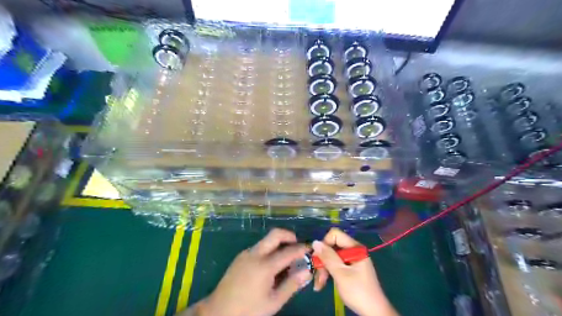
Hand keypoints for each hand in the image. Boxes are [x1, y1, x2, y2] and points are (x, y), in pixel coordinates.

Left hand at [198, 228, 310, 315]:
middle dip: (289, 236)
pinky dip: (269, 250)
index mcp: (265, 265)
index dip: (302, 248)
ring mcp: (246, 253)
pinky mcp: (240, 256)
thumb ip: (291, 285)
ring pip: (267, 240)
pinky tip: (271, 265)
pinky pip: (259, 247)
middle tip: (298, 245)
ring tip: (286, 259)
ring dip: (279, 243)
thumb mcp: (273, 302)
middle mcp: (255, 253)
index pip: (289, 251)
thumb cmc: (248, 310)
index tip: (310, 248)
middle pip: (275, 234)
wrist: (218, 311)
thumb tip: (307, 271)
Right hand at [311, 228, 398, 314]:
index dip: (324, 244)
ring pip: (332, 257)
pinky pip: (335, 265)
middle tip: (317, 276)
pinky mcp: (350, 269)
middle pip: (332, 247)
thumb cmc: (358, 292)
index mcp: (355, 248)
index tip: (318, 258)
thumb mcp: (341, 274)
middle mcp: (353, 250)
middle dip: (322, 260)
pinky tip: (322, 284)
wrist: (373, 313)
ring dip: (323, 269)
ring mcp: (352, 260)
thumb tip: (315, 242)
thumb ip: (328, 257)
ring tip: (319, 284)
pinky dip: (328, 273)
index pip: (335, 235)